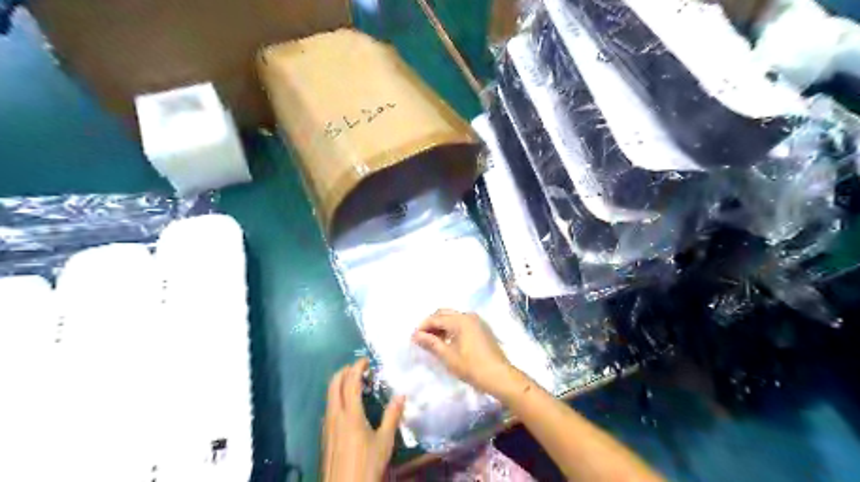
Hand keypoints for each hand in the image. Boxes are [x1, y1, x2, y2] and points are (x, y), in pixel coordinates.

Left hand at [323, 358, 405, 481]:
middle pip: (334, 385)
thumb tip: (401, 396)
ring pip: (329, 396)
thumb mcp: (384, 441)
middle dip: (344, 372)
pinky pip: (329, 408)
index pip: (351, 383)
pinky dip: (336, 398)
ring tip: (354, 385)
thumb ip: (391, 416)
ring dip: (339, 384)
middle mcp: (335, 415)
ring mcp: (327, 425)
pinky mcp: (324, 435)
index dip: (357, 368)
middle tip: (357, 368)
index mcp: (350, 414)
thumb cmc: (367, 464)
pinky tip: (347, 407)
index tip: (365, 360)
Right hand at [410, 310, 515, 396]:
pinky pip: (461, 322)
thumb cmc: (472, 367)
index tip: (413, 338)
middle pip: (444, 314)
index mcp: (460, 320)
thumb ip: (431, 343)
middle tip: (421, 338)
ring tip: (432, 341)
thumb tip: (416, 335)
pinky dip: (451, 328)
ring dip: (441, 326)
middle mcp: (468, 316)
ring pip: (453, 317)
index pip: (436, 318)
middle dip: (431, 324)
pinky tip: (446, 341)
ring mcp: (476, 321)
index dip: (422, 327)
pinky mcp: (481, 328)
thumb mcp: (448, 356)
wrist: (499, 376)